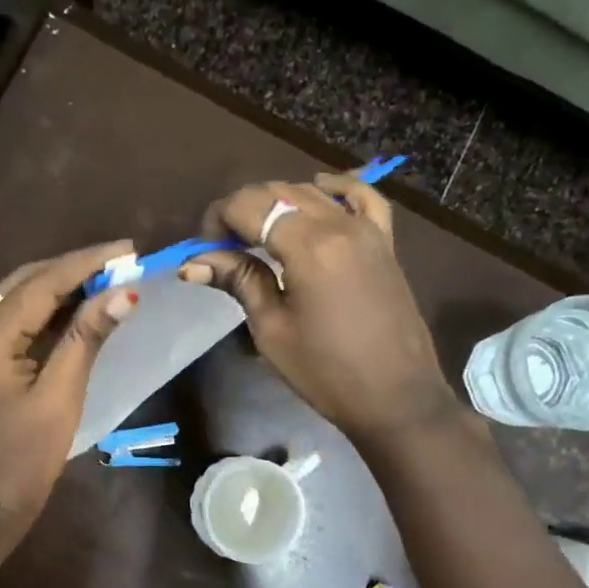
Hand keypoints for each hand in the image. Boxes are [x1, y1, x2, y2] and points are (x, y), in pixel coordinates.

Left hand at [0, 240, 138, 529]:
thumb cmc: (27, 458)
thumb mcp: (61, 396)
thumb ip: (87, 338)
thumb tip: (125, 291)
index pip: (40, 285)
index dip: (86, 263)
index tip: (127, 248)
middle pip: (22, 283)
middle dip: (72, 269)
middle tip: (120, 261)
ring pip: (12, 296)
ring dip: (57, 286)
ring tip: (104, 277)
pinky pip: (5, 318)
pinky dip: (39, 309)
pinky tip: (72, 305)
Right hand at [180, 172, 456, 445]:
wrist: (395, 397)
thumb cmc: (326, 371)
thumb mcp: (272, 329)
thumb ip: (239, 281)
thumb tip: (192, 262)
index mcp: (308, 245)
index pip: (250, 205)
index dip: (218, 219)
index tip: (205, 251)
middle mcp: (339, 224)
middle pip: (278, 192)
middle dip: (243, 211)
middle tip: (223, 249)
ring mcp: (367, 229)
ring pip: (313, 192)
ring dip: (278, 203)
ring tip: (258, 237)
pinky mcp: (384, 242)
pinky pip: (361, 197)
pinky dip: (335, 190)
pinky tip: (318, 195)